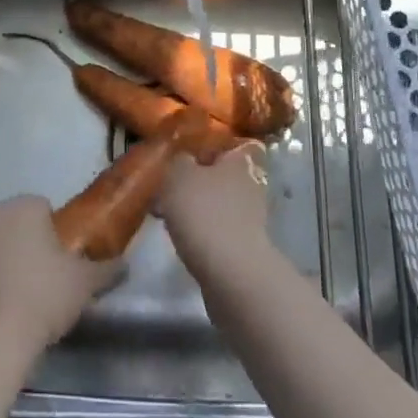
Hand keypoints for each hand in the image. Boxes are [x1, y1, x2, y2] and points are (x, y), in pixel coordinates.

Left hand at [0, 195, 121, 352]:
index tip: (65, 257)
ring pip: (0, 241)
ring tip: (28, 289)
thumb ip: (107, 268)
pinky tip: (7, 299)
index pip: (44, 207)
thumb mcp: (85, 282)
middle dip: (32, 240)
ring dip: (11, 255)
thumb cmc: (45, 295)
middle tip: (50, 273)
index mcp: (24, 206)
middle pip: (20, 222)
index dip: (57, 230)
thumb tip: (126, 264)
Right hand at [156, 143, 273, 270]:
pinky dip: (201, 231)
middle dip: (198, 181)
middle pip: (223, 175)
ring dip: (197, 207)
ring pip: (218, 203)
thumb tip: (184, 161)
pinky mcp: (244, 246)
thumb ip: (179, 161)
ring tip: (167, 215)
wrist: (230, 272)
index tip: (187, 156)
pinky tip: (180, 237)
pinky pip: (217, 228)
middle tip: (170, 188)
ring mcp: (250, 218)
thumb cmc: (204, 212)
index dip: (213, 148)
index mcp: (240, 161)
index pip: (235, 145)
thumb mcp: (178, 175)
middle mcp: (251, 185)